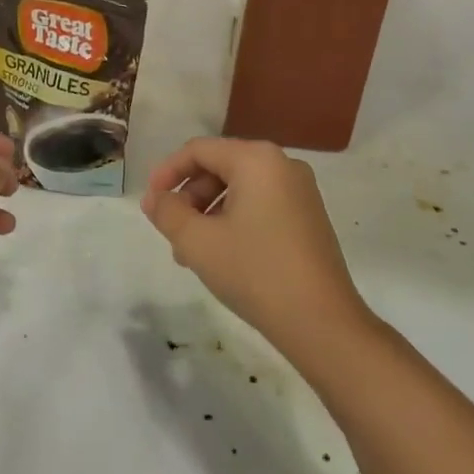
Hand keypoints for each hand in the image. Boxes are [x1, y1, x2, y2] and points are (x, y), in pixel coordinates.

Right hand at [141, 138, 369, 360]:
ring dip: (208, 214)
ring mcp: (300, 191)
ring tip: (190, 253)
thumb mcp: (197, 241)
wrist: (323, 323)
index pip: (199, 150)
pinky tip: (221, 256)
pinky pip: (259, 205)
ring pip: (238, 189)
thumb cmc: (255, 272)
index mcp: (256, 159)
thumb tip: (155, 199)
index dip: (167, 172)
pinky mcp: (308, 217)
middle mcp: (281, 164)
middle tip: (171, 232)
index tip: (150, 203)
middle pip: (219, 167)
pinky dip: (233, 221)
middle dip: (189, 197)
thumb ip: (167, 212)